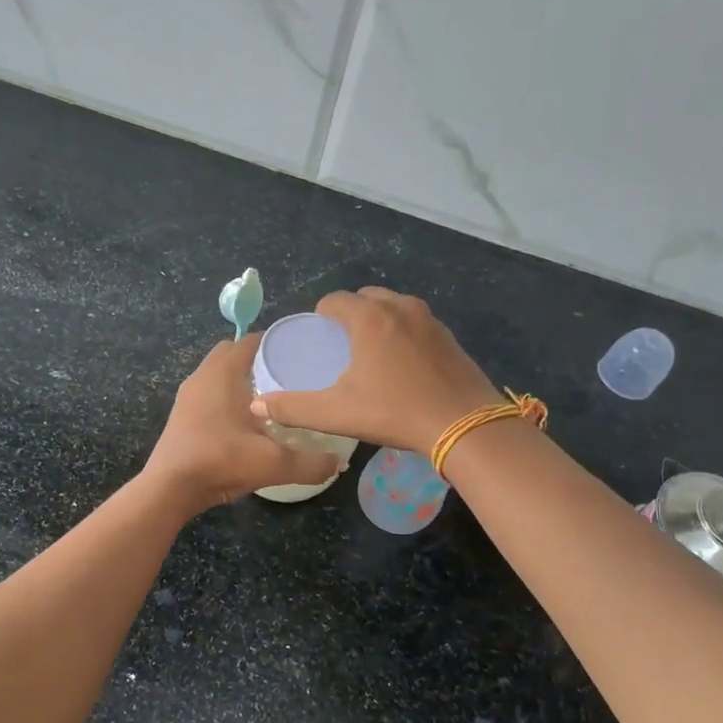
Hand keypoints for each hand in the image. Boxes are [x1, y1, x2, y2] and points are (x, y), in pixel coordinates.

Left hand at [143, 336, 342, 513]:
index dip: (275, 342)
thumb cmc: (220, 461)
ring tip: (270, 396)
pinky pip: (208, 392)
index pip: (251, 340)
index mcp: (223, 373)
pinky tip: (244, 420)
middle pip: (232, 352)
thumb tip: (340, 463)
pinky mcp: (182, 414)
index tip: (300, 352)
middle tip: (287, 374)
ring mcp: (188, 395)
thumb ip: (311, 463)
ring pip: (218, 373)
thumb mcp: (273, 464)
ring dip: (239, 378)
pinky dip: (226, 396)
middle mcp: (203, 376)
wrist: (170, 488)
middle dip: (257, 358)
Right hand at [248, 287, 498, 455]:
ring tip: (371, 350)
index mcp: (369, 318)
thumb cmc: (395, 412)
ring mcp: (429, 319)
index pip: (335, 300)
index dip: (321, 315)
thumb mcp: (337, 413)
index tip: (318, 336)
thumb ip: (294, 408)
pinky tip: (403, 362)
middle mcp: (399, 308)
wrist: (465, 425)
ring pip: (394, 306)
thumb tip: (257, 404)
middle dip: (350, 313)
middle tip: (342, 343)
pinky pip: (416, 321)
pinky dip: (403, 331)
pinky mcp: (449, 335)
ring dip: (378, 318)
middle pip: (365, 297)